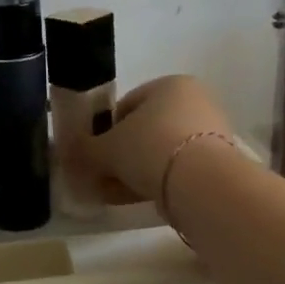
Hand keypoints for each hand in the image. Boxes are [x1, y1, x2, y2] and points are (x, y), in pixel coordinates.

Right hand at [87, 75, 235, 204]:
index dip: (104, 131)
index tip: (94, 154)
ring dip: (136, 172)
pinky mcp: (218, 163)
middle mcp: (194, 101)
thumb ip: (84, 150)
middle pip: (145, 131)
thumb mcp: (105, 149)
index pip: (126, 105)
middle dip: (121, 155)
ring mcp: (210, 133)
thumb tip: (66, 153)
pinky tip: (139, 199)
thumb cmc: (149, 147)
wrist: (200, 182)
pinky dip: (157, 182)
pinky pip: (178, 169)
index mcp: (169, 85)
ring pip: (160, 153)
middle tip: (103, 177)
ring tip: (116, 194)